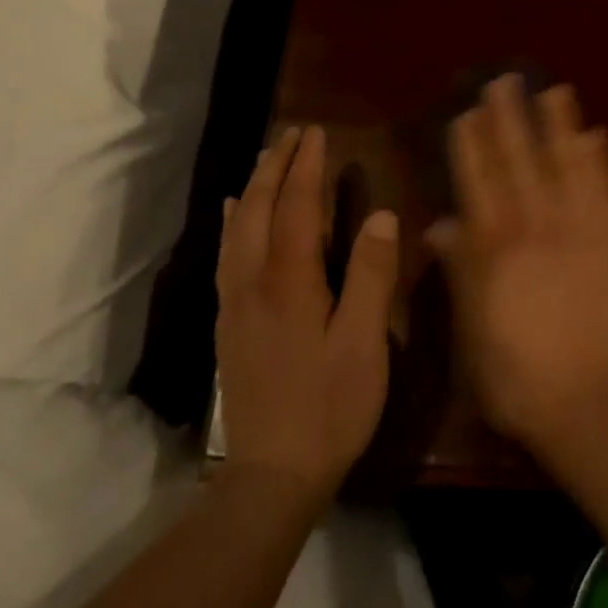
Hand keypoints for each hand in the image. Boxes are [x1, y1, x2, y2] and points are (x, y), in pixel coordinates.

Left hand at [215, 126, 399, 505]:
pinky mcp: (229, 323)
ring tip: (266, 158)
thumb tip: (382, 215)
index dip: (306, 166)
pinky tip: (235, 215)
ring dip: (253, 186)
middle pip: (258, 208)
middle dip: (275, 165)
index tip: (316, 132)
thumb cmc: (331, 406)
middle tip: (293, 134)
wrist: (271, 475)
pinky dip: (232, 222)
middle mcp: (253, 281)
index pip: (296, 206)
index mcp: (290, 281)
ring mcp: (235, 303)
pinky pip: (226, 254)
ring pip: (237, 228)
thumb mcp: (365, 342)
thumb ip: (372, 275)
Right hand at [432, 77, 607, 451]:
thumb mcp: (475, 334)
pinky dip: (599, 159)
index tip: (468, 111)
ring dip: (557, 125)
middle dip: (510, 119)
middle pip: (518, 162)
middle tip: (505, 80)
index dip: (473, 145)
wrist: (602, 406)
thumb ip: (460, 273)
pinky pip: (605, 189)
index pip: (478, 183)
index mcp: (494, 250)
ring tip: (552, 89)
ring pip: (563, 164)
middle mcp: (535, 226)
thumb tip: (440, 225)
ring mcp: (581, 229)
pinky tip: (595, 133)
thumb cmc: (526, 381)